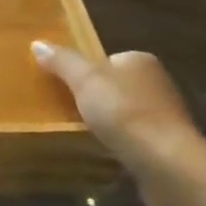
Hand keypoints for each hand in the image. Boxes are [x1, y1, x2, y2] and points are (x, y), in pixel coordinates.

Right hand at [32, 42, 205, 205]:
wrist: (167, 163)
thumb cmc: (124, 112)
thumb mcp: (84, 80)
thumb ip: (62, 61)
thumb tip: (37, 42)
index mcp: (141, 61)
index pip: (108, 60)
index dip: (87, 72)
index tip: (68, 88)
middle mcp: (158, 83)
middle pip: (116, 86)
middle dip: (97, 99)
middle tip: (71, 112)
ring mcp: (165, 116)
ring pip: (126, 114)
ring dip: (110, 124)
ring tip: (86, 135)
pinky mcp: (168, 145)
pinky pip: (136, 139)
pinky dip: (122, 144)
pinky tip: (108, 153)